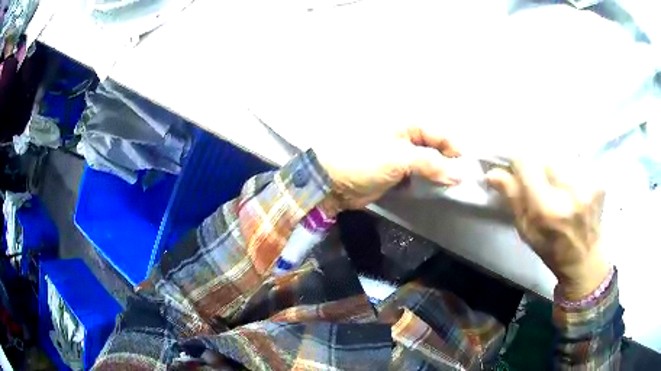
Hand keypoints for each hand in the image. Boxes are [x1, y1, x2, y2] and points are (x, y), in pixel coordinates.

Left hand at [316, 126, 461, 211]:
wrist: (331, 182)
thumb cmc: (363, 160)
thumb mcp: (399, 157)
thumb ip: (431, 164)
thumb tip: (459, 174)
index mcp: (406, 124)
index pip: (439, 133)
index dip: (455, 150)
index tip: (469, 169)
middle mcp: (405, 137)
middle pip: (435, 148)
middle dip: (449, 163)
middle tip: (463, 181)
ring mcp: (400, 156)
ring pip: (427, 163)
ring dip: (438, 175)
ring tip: (453, 187)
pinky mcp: (395, 173)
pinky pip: (417, 176)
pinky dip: (425, 183)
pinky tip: (435, 191)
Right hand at [487, 161, 609, 299]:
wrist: (584, 259)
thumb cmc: (551, 249)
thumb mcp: (526, 230)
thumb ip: (513, 197)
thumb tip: (493, 172)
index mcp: (548, 209)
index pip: (527, 162)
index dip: (519, 164)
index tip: (519, 172)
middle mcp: (570, 192)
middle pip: (545, 154)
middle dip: (538, 164)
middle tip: (540, 180)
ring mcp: (588, 183)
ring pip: (561, 155)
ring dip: (554, 165)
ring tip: (557, 184)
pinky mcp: (598, 180)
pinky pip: (576, 161)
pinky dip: (569, 168)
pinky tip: (572, 186)